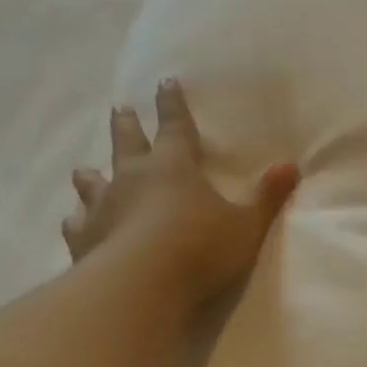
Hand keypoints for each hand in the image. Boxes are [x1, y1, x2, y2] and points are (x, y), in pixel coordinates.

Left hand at [64, 79, 298, 311]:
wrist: (142, 284)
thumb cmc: (200, 249)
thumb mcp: (246, 225)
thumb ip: (267, 197)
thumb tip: (291, 166)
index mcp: (174, 168)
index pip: (175, 127)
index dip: (173, 105)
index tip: (165, 82)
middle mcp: (132, 178)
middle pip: (127, 143)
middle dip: (127, 125)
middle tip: (121, 109)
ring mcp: (102, 207)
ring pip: (92, 181)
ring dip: (91, 174)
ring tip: (85, 170)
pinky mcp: (84, 239)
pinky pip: (76, 223)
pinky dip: (78, 220)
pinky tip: (75, 222)